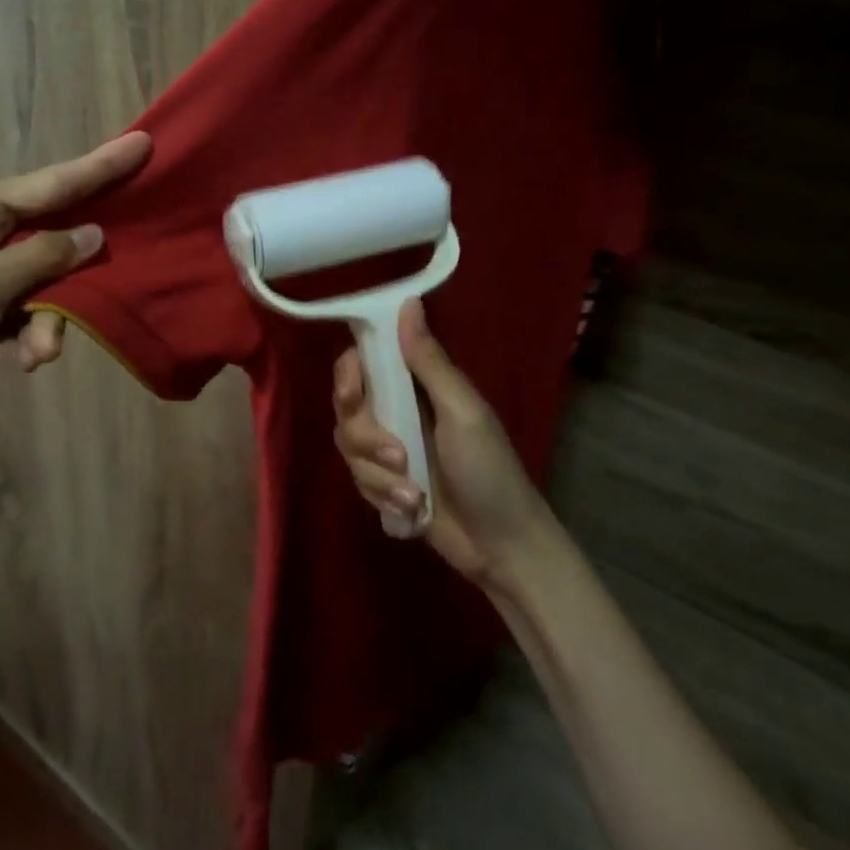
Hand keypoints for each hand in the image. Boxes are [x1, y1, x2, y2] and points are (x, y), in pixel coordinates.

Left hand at [0, 132, 150, 415]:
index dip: (98, 168)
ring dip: (49, 317)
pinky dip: (32, 333)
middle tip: (116, 272)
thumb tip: (94, 235)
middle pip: (50, 235)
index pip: (47, 184)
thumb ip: (42, 258)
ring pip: (44, 280)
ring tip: (40, 352)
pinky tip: (27, 360)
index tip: (142, 144)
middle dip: (73, 270)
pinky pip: (28, 309)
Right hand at [332, 300, 560, 590]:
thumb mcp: (462, 412)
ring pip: (348, 447)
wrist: (502, 547)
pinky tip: (412, 511)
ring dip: (378, 475)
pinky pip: (358, 480)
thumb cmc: (490, 471)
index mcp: (416, 385)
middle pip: (347, 407)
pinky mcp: (384, 485)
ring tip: (413, 494)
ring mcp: (388, 450)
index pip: (363, 362)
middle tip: (395, 455)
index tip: (353, 392)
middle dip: (364, 436)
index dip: (349, 374)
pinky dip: (383, 497)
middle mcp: (396, 411)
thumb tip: (409, 302)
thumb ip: (429, 361)